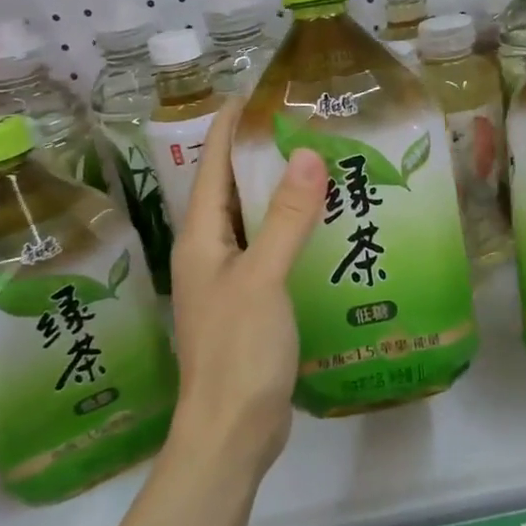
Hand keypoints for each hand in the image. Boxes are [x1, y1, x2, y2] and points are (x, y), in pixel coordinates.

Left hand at [169, 99, 327, 479]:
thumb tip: (307, 153)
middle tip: (304, 124)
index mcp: (200, 239)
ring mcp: (229, 280)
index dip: (227, 127)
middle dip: (260, 154)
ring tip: (322, 164)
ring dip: (280, 193)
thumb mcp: (263, 277)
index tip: (255, 92)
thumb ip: (285, 217)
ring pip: (254, 220)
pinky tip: (325, 226)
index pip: (210, 166)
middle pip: (231, 189)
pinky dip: (293, 230)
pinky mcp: (251, 302)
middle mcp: (209, 253)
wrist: (231, 433)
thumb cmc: (238, 350)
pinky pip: (271, 249)